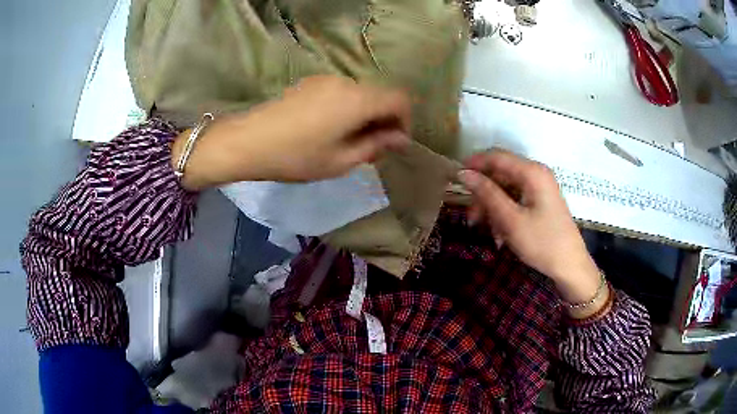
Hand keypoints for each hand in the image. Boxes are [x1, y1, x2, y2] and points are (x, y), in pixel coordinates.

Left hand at [172, 76, 410, 189]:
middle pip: (380, 95)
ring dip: (364, 115)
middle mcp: (345, 82)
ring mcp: (325, 80)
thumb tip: (399, 139)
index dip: (404, 121)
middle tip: (370, 149)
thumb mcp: (340, 161)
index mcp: (357, 100)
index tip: (393, 143)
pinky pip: (341, 93)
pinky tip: (328, 129)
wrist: (247, 141)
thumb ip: (375, 146)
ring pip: (360, 94)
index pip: (399, 99)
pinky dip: (346, 109)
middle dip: (383, 120)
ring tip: (346, 142)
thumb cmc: (295, 156)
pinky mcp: (310, 83)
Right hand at [457, 150, 603, 308]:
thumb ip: (487, 193)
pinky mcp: (541, 201)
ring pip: (506, 189)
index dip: (474, 164)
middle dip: (483, 194)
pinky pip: (516, 200)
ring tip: (488, 232)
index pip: (496, 156)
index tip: (454, 179)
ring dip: (493, 208)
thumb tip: (464, 173)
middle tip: (472, 219)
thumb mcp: (511, 219)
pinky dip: (505, 214)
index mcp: (532, 172)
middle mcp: (536, 174)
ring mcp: (540, 187)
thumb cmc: (542, 242)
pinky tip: (501, 235)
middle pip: (500, 174)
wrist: (570, 265)